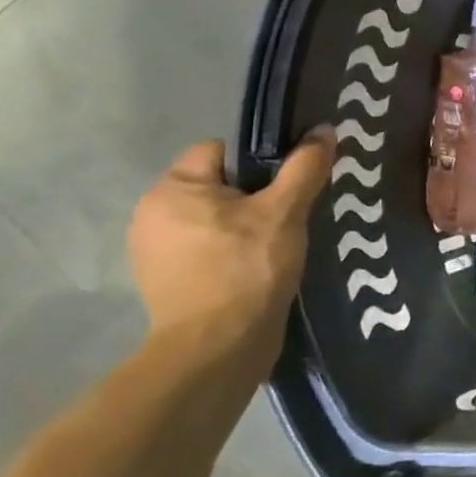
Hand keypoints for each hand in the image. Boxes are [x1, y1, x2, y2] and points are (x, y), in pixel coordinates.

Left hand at [126, 132, 334, 365]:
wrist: (218, 347)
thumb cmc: (248, 269)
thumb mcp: (285, 212)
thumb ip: (304, 167)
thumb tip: (323, 129)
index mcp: (173, 189)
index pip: (221, 151)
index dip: (261, 161)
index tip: (290, 186)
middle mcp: (152, 214)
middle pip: (219, 184)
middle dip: (256, 195)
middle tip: (291, 215)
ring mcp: (155, 250)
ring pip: (214, 218)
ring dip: (245, 225)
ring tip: (279, 244)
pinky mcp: (167, 280)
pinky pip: (207, 247)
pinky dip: (232, 251)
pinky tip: (259, 267)